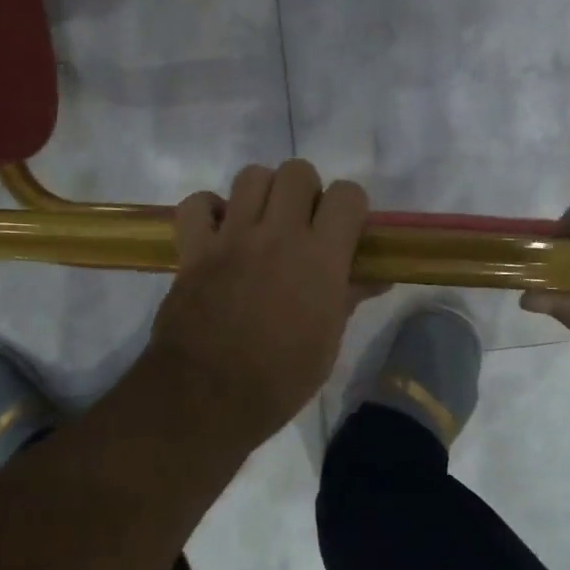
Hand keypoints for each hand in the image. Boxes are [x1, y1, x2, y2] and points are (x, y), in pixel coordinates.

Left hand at [148, 161, 374, 449]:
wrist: (207, 398)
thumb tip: (376, 275)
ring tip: (260, 223)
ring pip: (251, 175)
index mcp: (321, 257)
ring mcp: (232, 237)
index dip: (350, 206)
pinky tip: (217, 232)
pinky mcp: (194, 249)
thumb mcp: (327, 341)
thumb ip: (349, 296)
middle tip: (301, 224)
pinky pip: (196, 204)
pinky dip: (207, 211)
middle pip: (298, 171)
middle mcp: (278, 234)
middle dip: (304, 191)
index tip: (344, 229)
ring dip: (261, 193)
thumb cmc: (280, 379)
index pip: (348, 194)